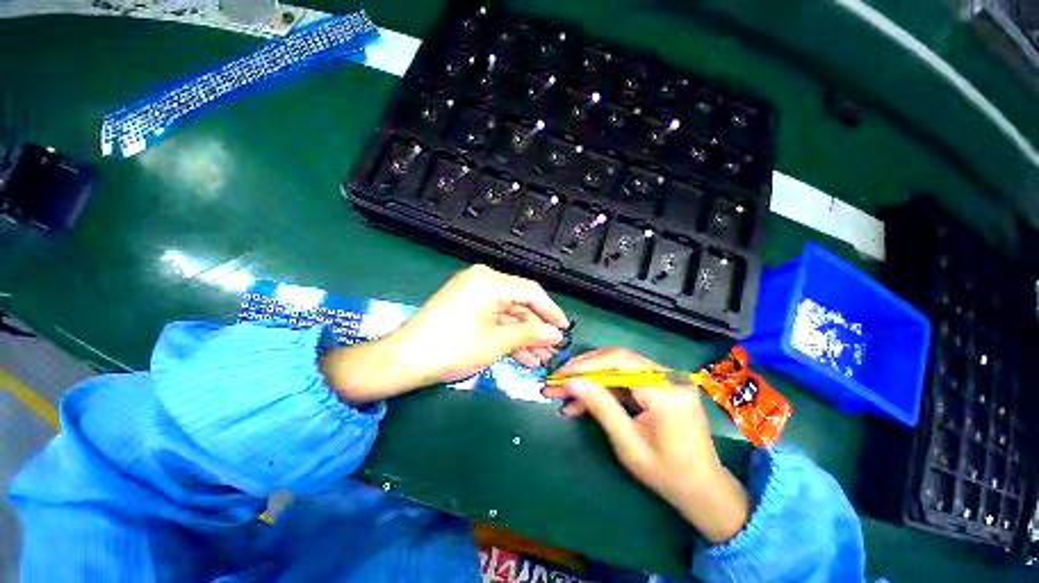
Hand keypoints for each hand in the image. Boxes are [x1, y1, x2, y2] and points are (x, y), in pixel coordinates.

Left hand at [321, 265, 567, 402]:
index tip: (565, 329)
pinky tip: (521, 356)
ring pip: (507, 315)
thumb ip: (531, 334)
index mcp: (490, 281)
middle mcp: (482, 281)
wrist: (405, 361)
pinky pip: (493, 319)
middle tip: (552, 350)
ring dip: (523, 337)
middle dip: (536, 330)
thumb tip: (556, 334)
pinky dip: (506, 336)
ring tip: (539, 359)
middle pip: (519, 304)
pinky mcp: (465, 308)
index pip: (531, 292)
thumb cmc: (453, 348)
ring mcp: (472, 295)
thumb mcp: (497, 342)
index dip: (551, 311)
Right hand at [543, 348, 749, 543]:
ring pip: (618, 367)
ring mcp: (665, 378)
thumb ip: (600, 407)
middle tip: (557, 381)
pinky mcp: (660, 384)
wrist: (703, 489)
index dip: (585, 364)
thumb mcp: (628, 444)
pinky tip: (584, 401)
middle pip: (616, 358)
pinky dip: (604, 388)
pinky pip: (626, 379)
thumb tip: (571, 382)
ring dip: (591, 379)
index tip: (559, 374)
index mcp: (665, 390)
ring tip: (565, 394)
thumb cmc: (667, 473)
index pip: (618, 361)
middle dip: (584, 369)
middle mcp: (668, 375)